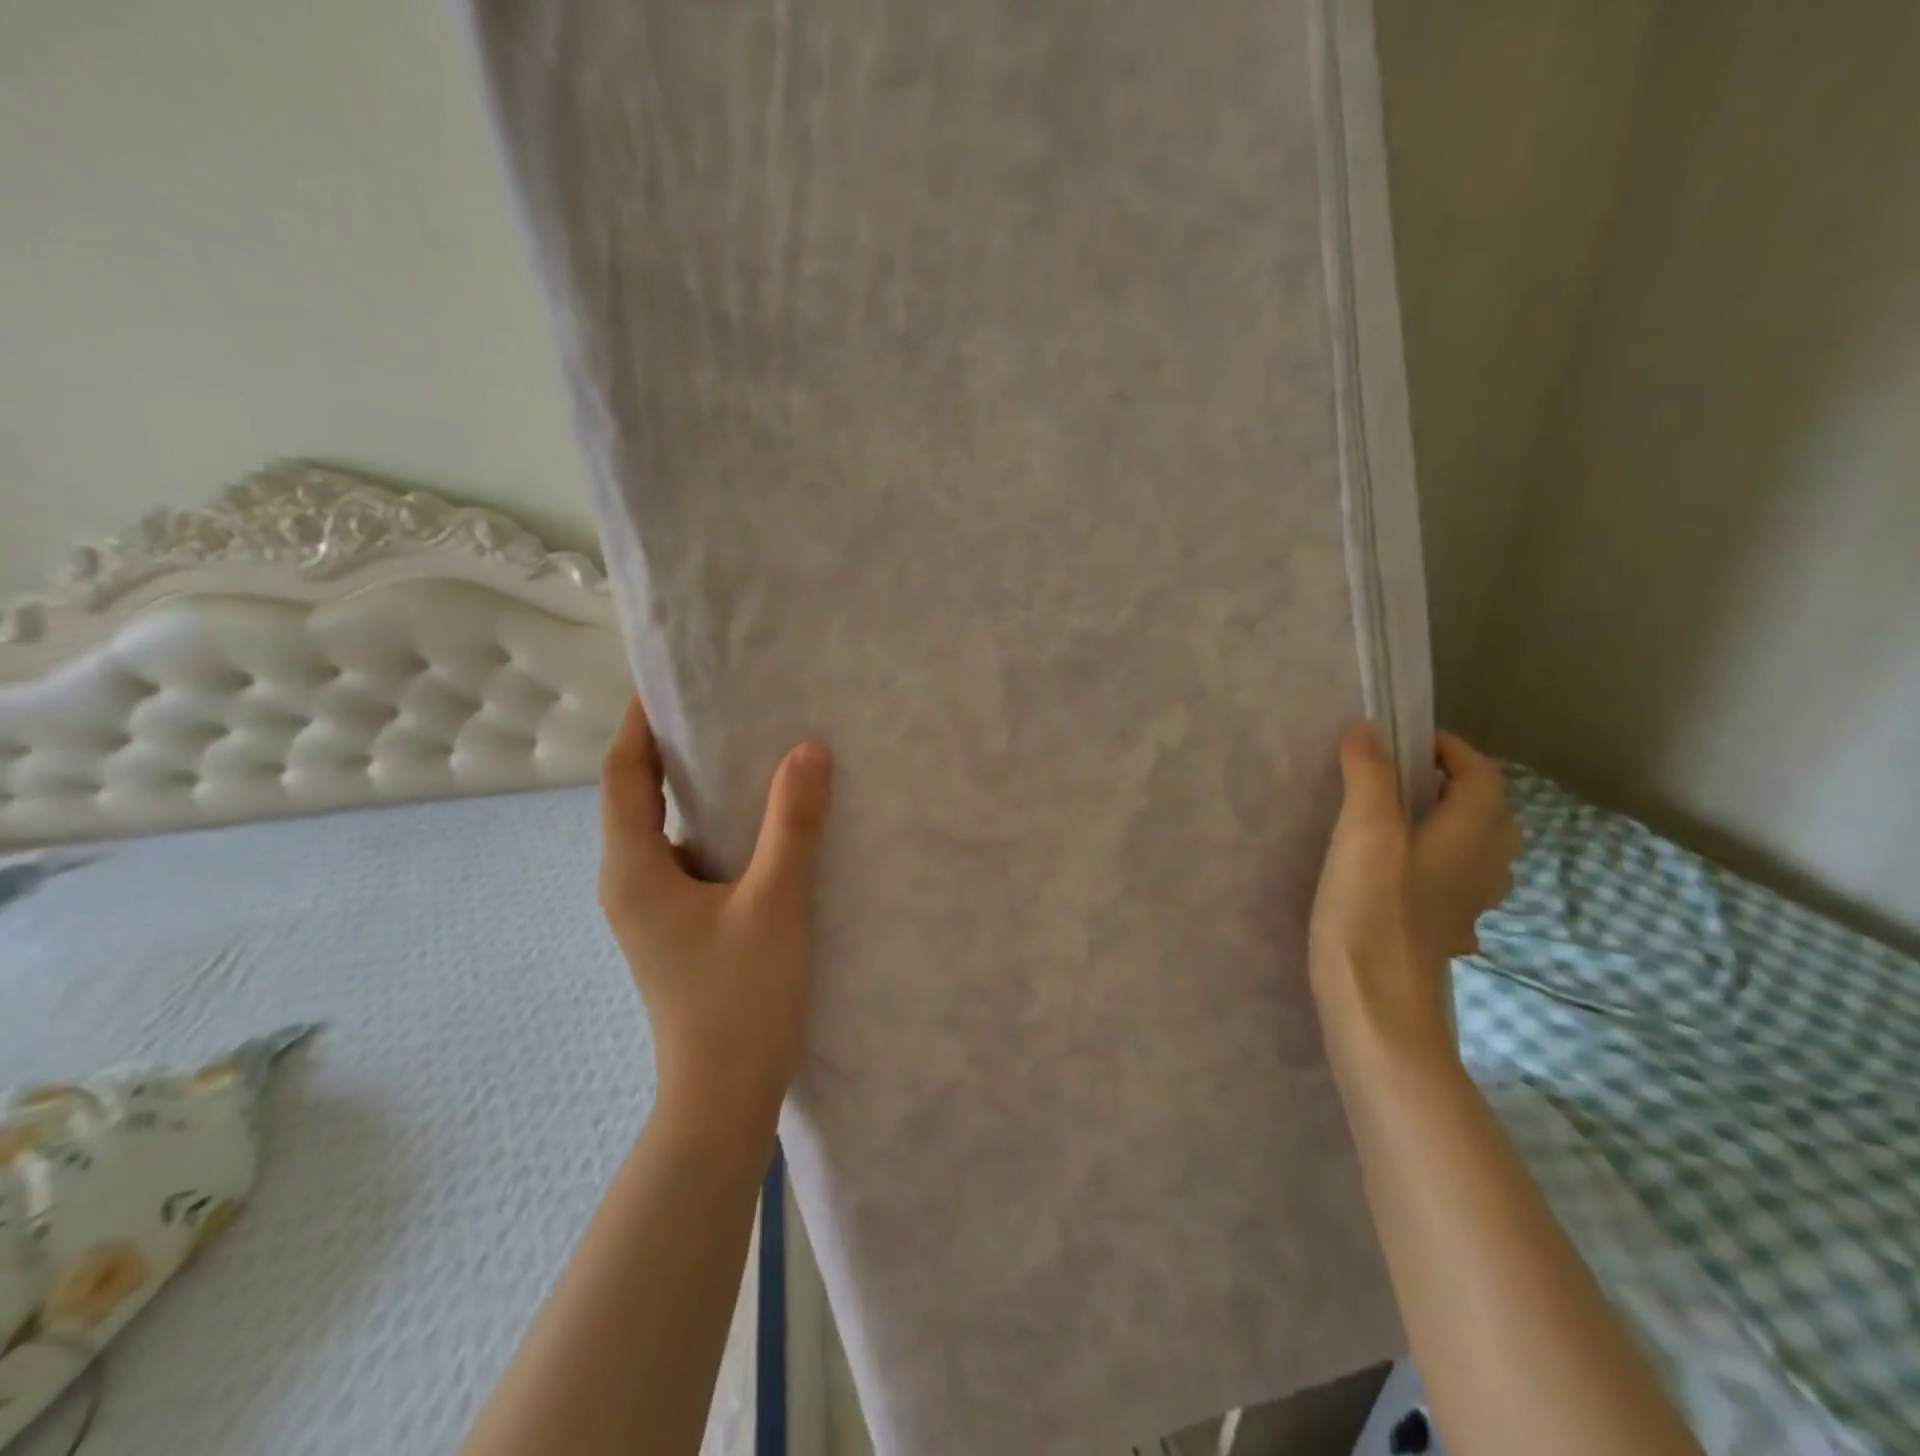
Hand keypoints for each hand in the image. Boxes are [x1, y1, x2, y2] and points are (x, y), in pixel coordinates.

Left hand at [598, 696, 833, 1133]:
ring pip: (667, 827)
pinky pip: (689, 856)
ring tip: (748, 750)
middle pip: (639, 794)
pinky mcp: (677, 925)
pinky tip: (763, 821)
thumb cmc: (741, 999)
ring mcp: (651, 907)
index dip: (639, 721)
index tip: (668, 678)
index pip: (624, 772)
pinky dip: (716, 827)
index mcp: (634, 868)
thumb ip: (792, 825)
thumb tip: (808, 750)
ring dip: (697, 788)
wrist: (724, 1097)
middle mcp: (630, 880)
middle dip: (672, 747)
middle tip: (722, 704)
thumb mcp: (775, 903)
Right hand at [1309, 726, 1518, 1067]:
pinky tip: (1397, 873)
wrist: (1377, 1006)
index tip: (1406, 741)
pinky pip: (1454, 881)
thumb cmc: (1372, 913)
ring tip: (1399, 818)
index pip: (1482, 776)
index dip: (1452, 751)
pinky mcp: (1442, 932)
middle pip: (1490, 813)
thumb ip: (1369, 777)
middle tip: (1403, 777)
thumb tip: (1366, 730)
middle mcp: (1481, 867)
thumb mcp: (1365, 834)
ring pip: (1476, 850)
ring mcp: (1466, 906)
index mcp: (1469, 836)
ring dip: (1450, 823)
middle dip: (1456, 785)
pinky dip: (1437, 861)